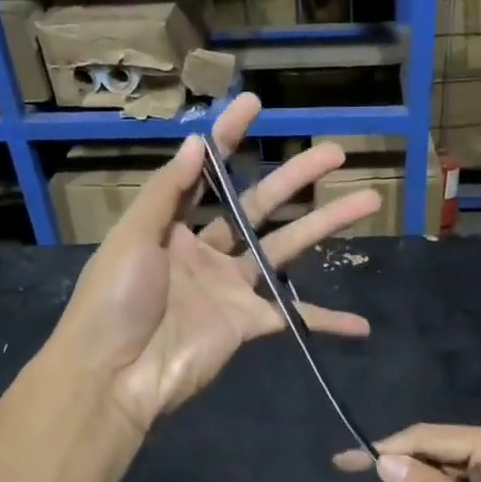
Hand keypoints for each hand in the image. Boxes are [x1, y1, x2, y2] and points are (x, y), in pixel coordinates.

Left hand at [52, 93, 379, 432]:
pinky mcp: (247, 323)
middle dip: (296, 177)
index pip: (207, 172)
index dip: (228, 137)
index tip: (254, 104)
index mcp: (171, 225)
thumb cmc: (114, 300)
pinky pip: (294, 317)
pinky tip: (360, 323)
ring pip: (286, 248)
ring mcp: (230, 287)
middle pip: (259, 205)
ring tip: (367, 201)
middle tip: (335, 152)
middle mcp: (205, 250)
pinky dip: (326, 322)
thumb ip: (168, 191)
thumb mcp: (132, 237)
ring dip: (325, 226)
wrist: (113, 377)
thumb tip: (199, 142)